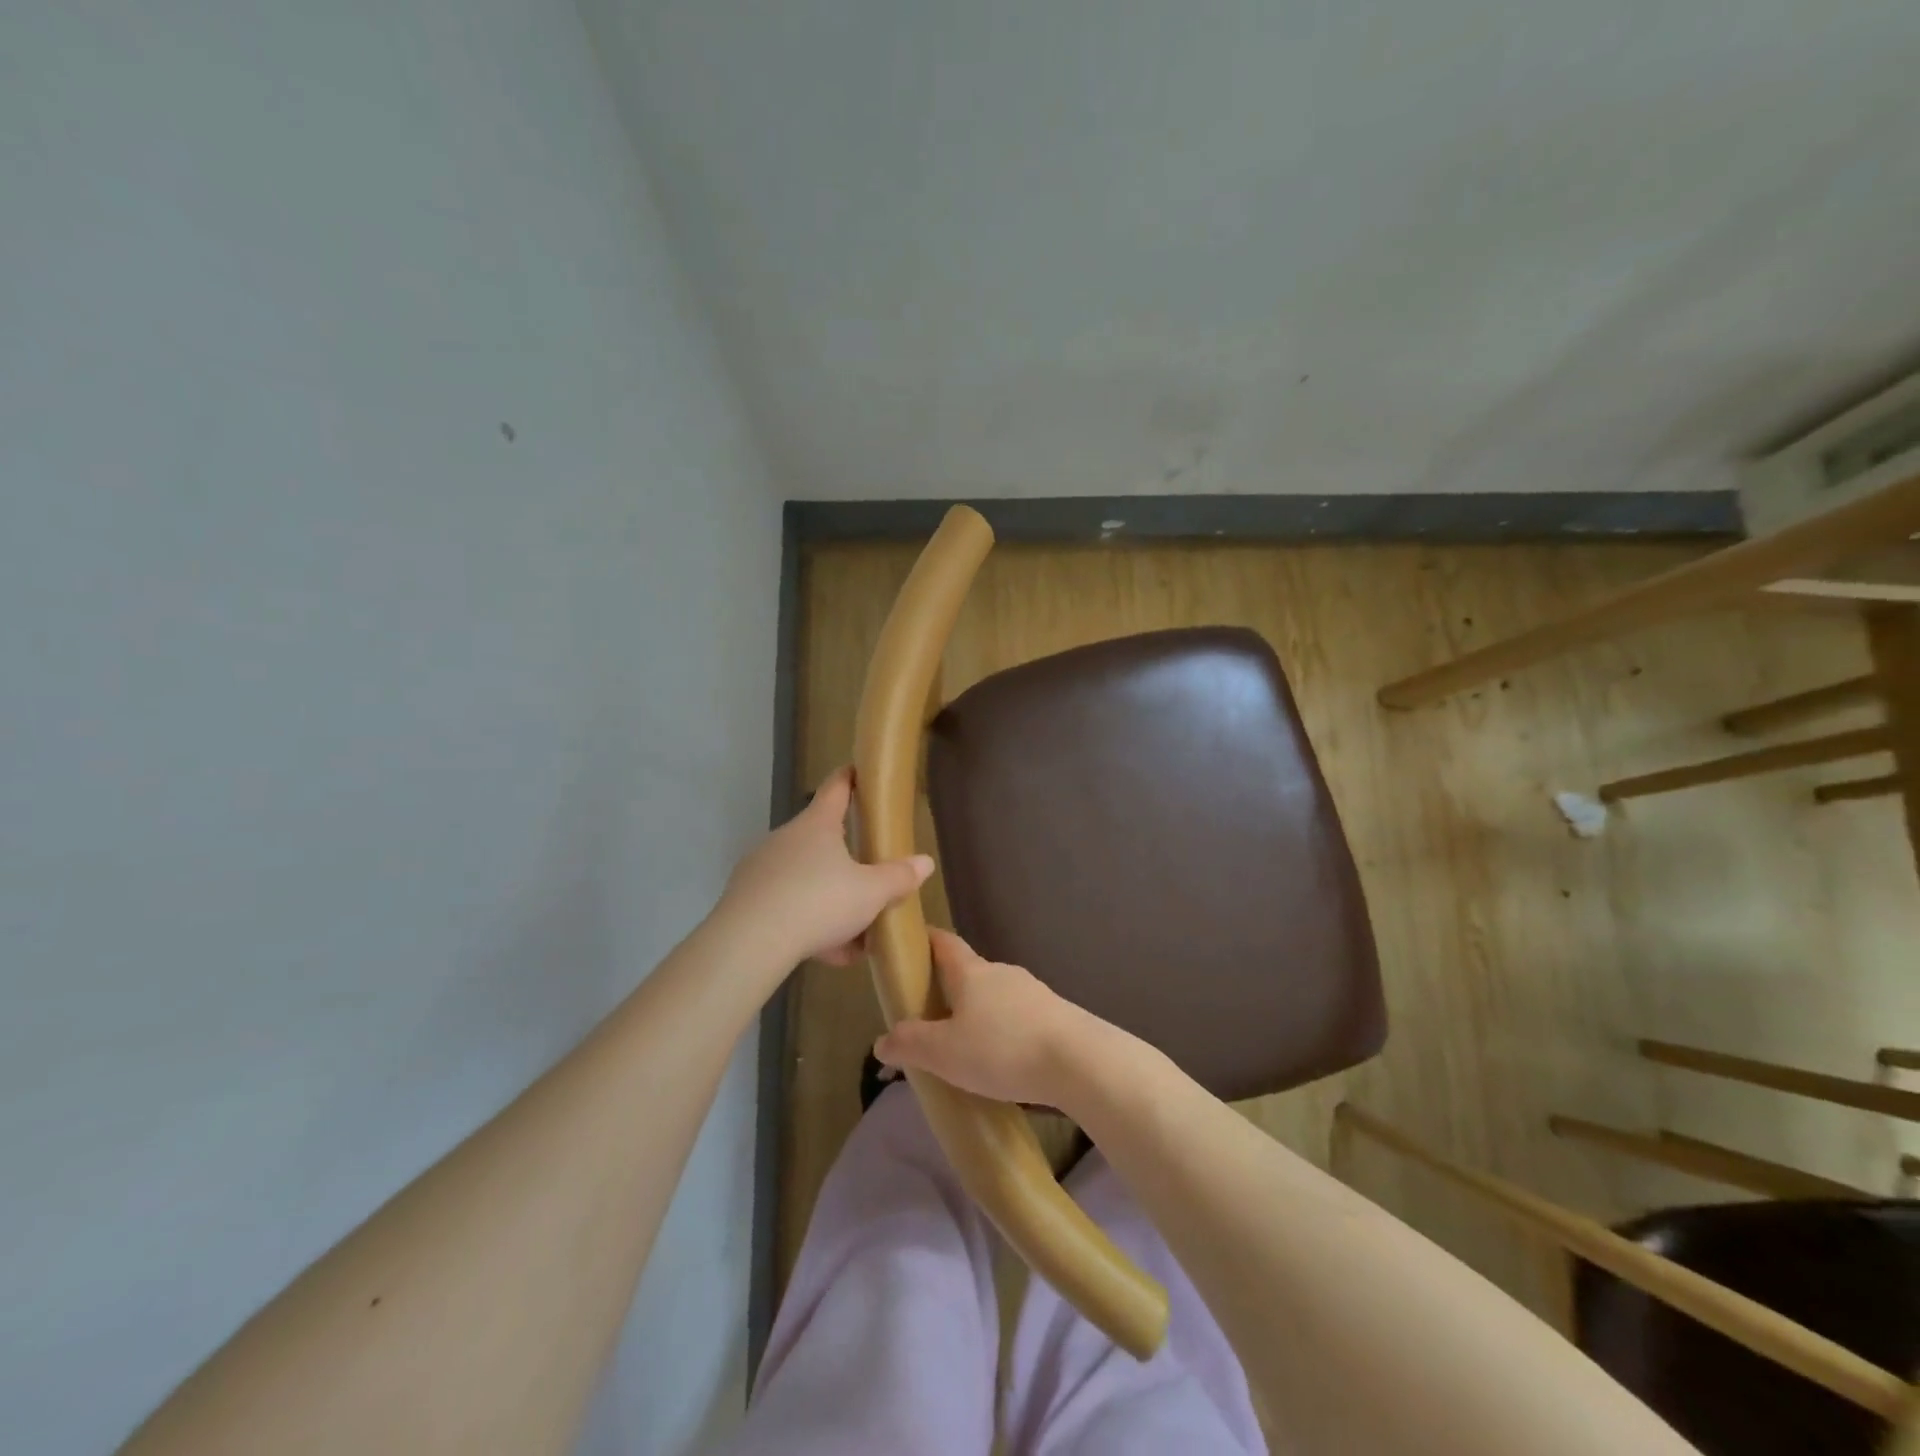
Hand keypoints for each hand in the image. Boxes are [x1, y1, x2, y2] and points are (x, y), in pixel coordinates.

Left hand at [720, 767, 933, 968]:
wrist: (750, 942)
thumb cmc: (819, 901)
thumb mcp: (871, 893)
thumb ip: (899, 877)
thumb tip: (925, 862)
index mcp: (817, 825)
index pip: (837, 789)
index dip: (850, 778)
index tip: (858, 770)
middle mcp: (786, 839)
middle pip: (821, 840)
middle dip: (847, 861)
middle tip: (870, 883)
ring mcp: (762, 869)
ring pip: (805, 879)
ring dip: (830, 902)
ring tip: (855, 938)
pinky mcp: (746, 901)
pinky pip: (786, 906)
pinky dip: (808, 924)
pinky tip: (827, 953)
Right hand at [873, 929, 1094, 1105]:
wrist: (1078, 1060)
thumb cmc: (1002, 1048)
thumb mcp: (944, 1053)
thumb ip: (910, 1044)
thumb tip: (882, 1040)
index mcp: (971, 972)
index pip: (944, 943)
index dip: (926, 940)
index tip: (911, 944)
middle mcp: (1001, 972)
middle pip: (969, 971)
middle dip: (949, 987)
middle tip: (930, 1014)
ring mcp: (1032, 991)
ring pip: (995, 995)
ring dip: (978, 1012)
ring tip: (965, 1044)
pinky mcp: (1053, 1014)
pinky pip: (1018, 1016)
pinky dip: (1003, 1029)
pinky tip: (1001, 1059)